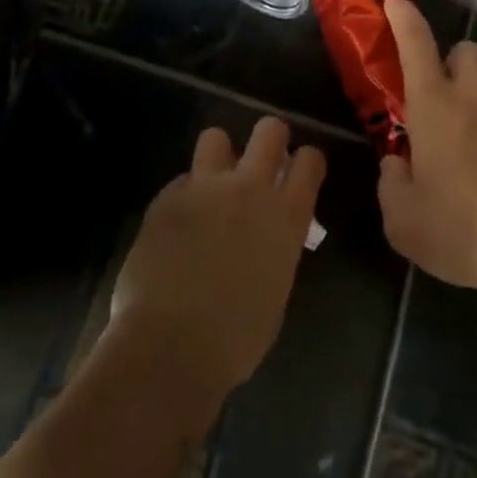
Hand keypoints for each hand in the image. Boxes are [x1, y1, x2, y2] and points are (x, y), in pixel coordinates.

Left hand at [110, 117, 326, 408]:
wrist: (170, 348)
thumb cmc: (235, 339)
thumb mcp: (276, 289)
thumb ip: (277, 247)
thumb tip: (268, 236)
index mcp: (286, 216)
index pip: (309, 160)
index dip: (305, 162)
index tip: (299, 172)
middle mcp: (250, 189)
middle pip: (270, 129)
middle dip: (270, 139)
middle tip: (262, 163)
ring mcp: (205, 187)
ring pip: (216, 136)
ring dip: (219, 156)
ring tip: (213, 183)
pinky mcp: (167, 198)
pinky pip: (181, 180)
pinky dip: (184, 195)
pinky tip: (179, 224)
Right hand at [377, 0, 476, 293]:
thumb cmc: (463, 227)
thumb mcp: (404, 222)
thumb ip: (392, 186)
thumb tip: (396, 166)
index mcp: (434, 106)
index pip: (416, 44)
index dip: (404, 18)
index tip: (396, 3)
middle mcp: (476, 99)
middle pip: (466, 51)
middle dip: (452, 63)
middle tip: (443, 101)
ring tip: (476, 163)